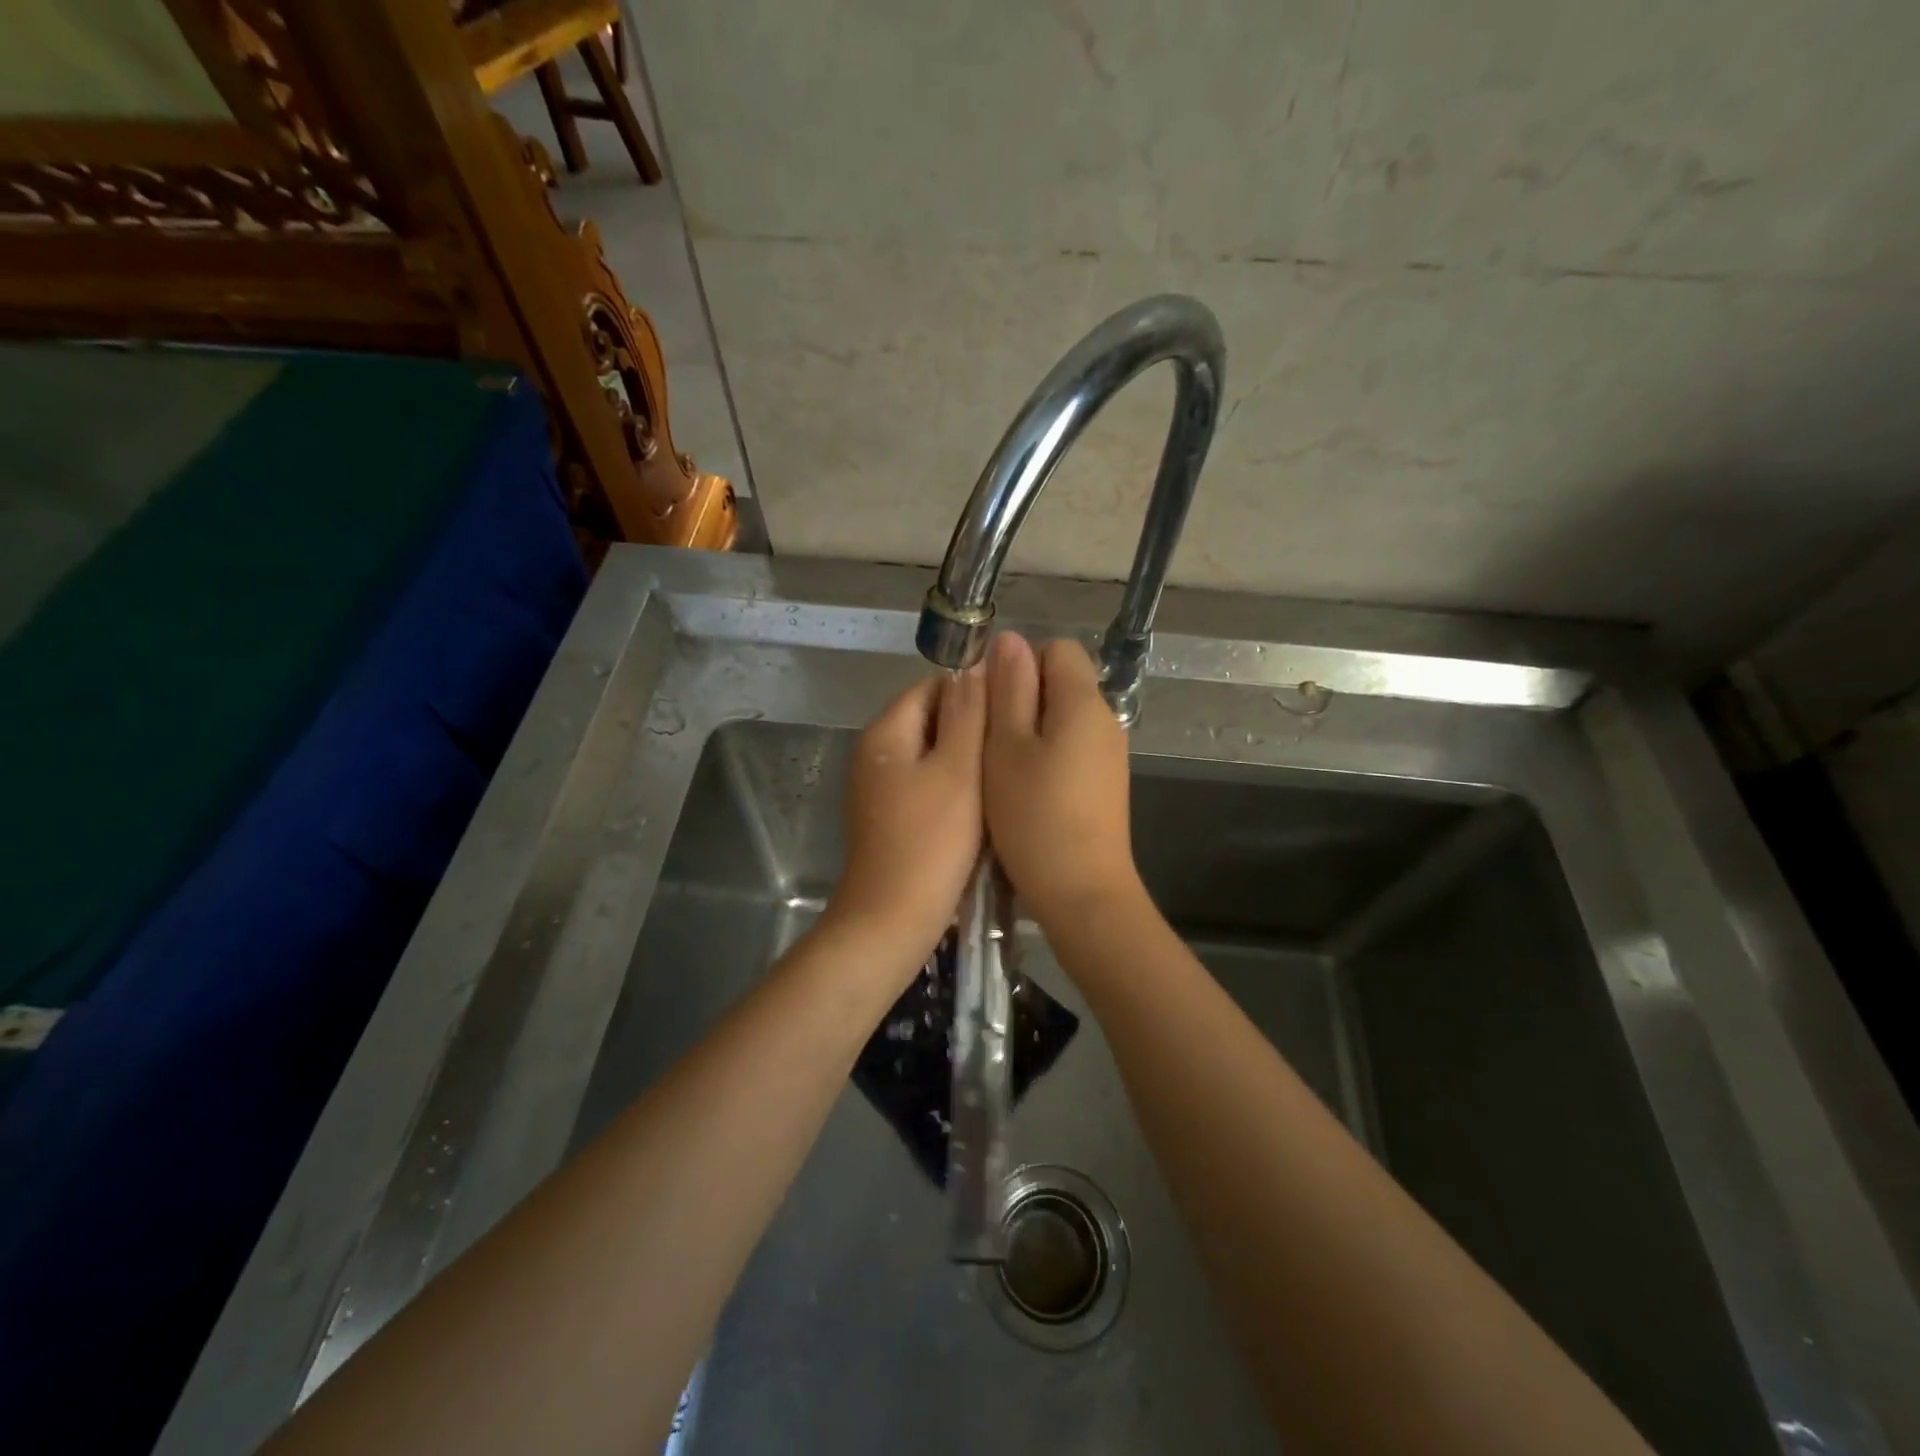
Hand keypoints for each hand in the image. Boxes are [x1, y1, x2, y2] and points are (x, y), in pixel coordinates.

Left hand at [828, 667, 986, 972]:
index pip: (932, 686)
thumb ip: (966, 715)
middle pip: (929, 719)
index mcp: (885, 733)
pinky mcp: (888, 817)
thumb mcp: (958, 770)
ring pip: (930, 755)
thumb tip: (970, 666)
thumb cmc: (931, 842)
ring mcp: (878, 788)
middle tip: (1013, 745)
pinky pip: (925, 784)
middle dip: (970, 728)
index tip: (1012, 711)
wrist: (892, 920)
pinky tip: (981, 803)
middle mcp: (874, 753)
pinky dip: (952, 787)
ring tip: (1004, 772)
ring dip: (964, 760)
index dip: (974, 692)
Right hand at [983, 633, 1141, 929]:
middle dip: (1020, 699)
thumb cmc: (1034, 817)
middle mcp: (1104, 719)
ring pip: (1062, 718)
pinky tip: (1024, 789)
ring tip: (999, 767)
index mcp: (1083, 702)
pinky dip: (1045, 756)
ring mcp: (1109, 754)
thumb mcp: (1006, 748)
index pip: (1057, 648)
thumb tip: (1010, 640)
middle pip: (1061, 682)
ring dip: (1029, 731)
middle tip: (987, 739)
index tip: (990, 701)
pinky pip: (1071, 748)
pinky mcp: (1105, 783)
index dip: (1020, 663)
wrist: (1082, 891)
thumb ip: (1008, 690)